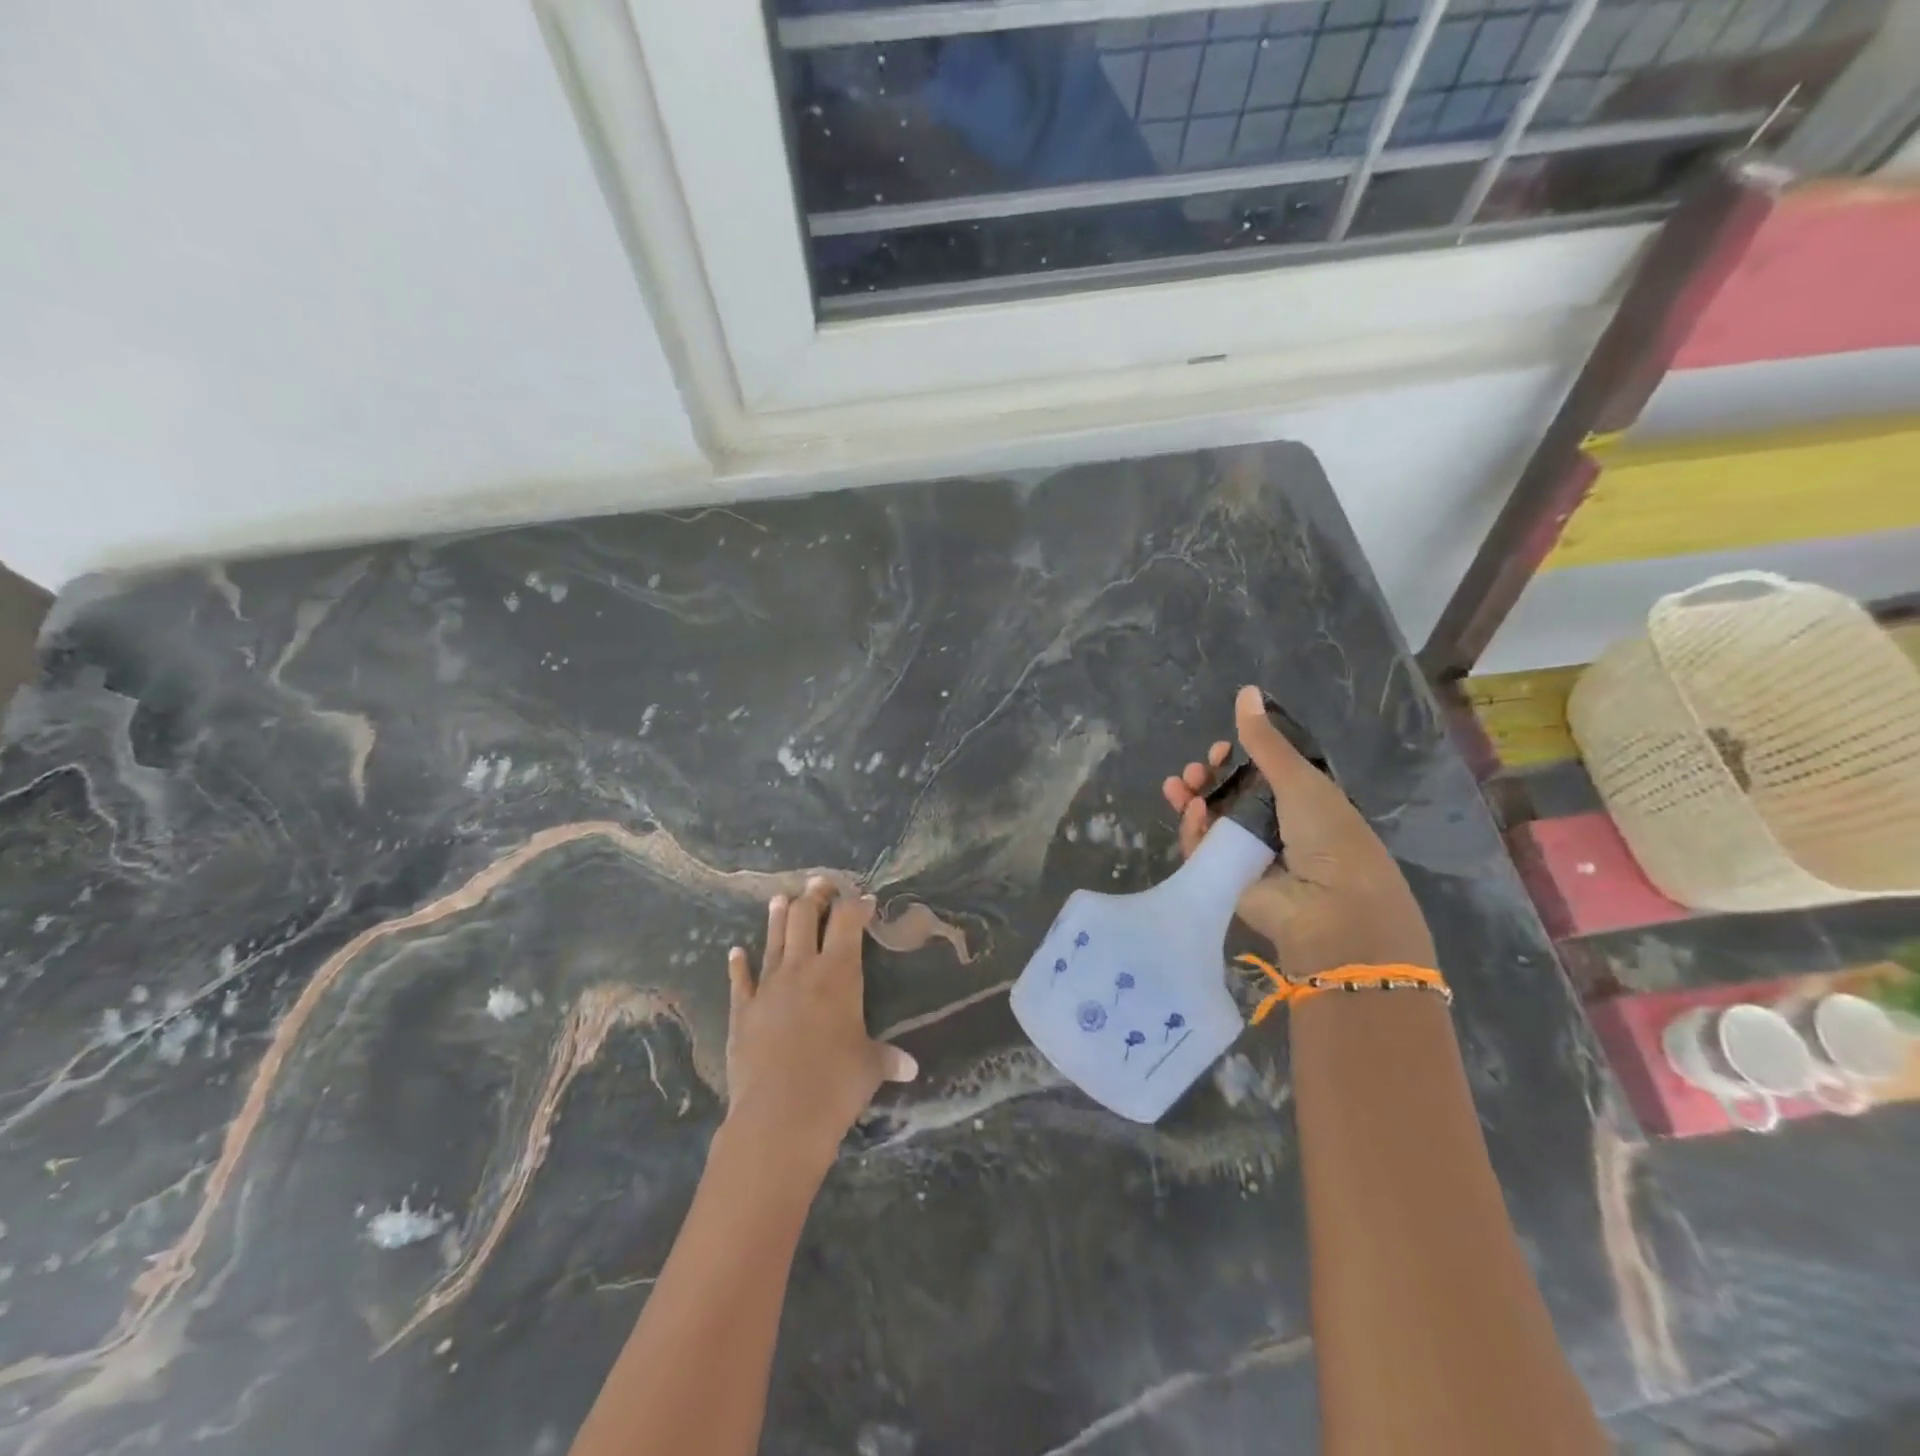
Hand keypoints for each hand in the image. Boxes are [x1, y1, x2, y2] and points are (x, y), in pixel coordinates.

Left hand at [722, 878, 917, 1181]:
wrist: (779, 1115)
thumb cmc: (836, 1084)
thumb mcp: (870, 1067)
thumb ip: (888, 1059)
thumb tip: (911, 1067)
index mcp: (839, 973)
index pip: (848, 922)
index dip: (856, 905)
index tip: (864, 899)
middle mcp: (802, 969)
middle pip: (805, 917)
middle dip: (814, 896)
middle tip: (819, 884)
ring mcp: (768, 987)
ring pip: (773, 938)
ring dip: (778, 916)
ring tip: (781, 898)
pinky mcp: (742, 1010)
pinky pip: (739, 979)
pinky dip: (738, 964)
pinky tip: (735, 951)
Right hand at [1162, 685, 1436, 978]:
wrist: (1331, 909)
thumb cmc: (1328, 837)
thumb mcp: (1299, 780)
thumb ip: (1265, 741)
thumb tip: (1245, 691)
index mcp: (1301, 803)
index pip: (1259, 775)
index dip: (1237, 760)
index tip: (1220, 750)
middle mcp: (1274, 827)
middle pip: (1229, 796)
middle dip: (1208, 779)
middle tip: (1196, 770)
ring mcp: (1248, 854)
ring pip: (1210, 821)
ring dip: (1192, 800)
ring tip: (1179, 786)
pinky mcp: (1225, 878)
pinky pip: (1201, 848)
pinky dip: (1192, 829)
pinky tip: (1191, 812)